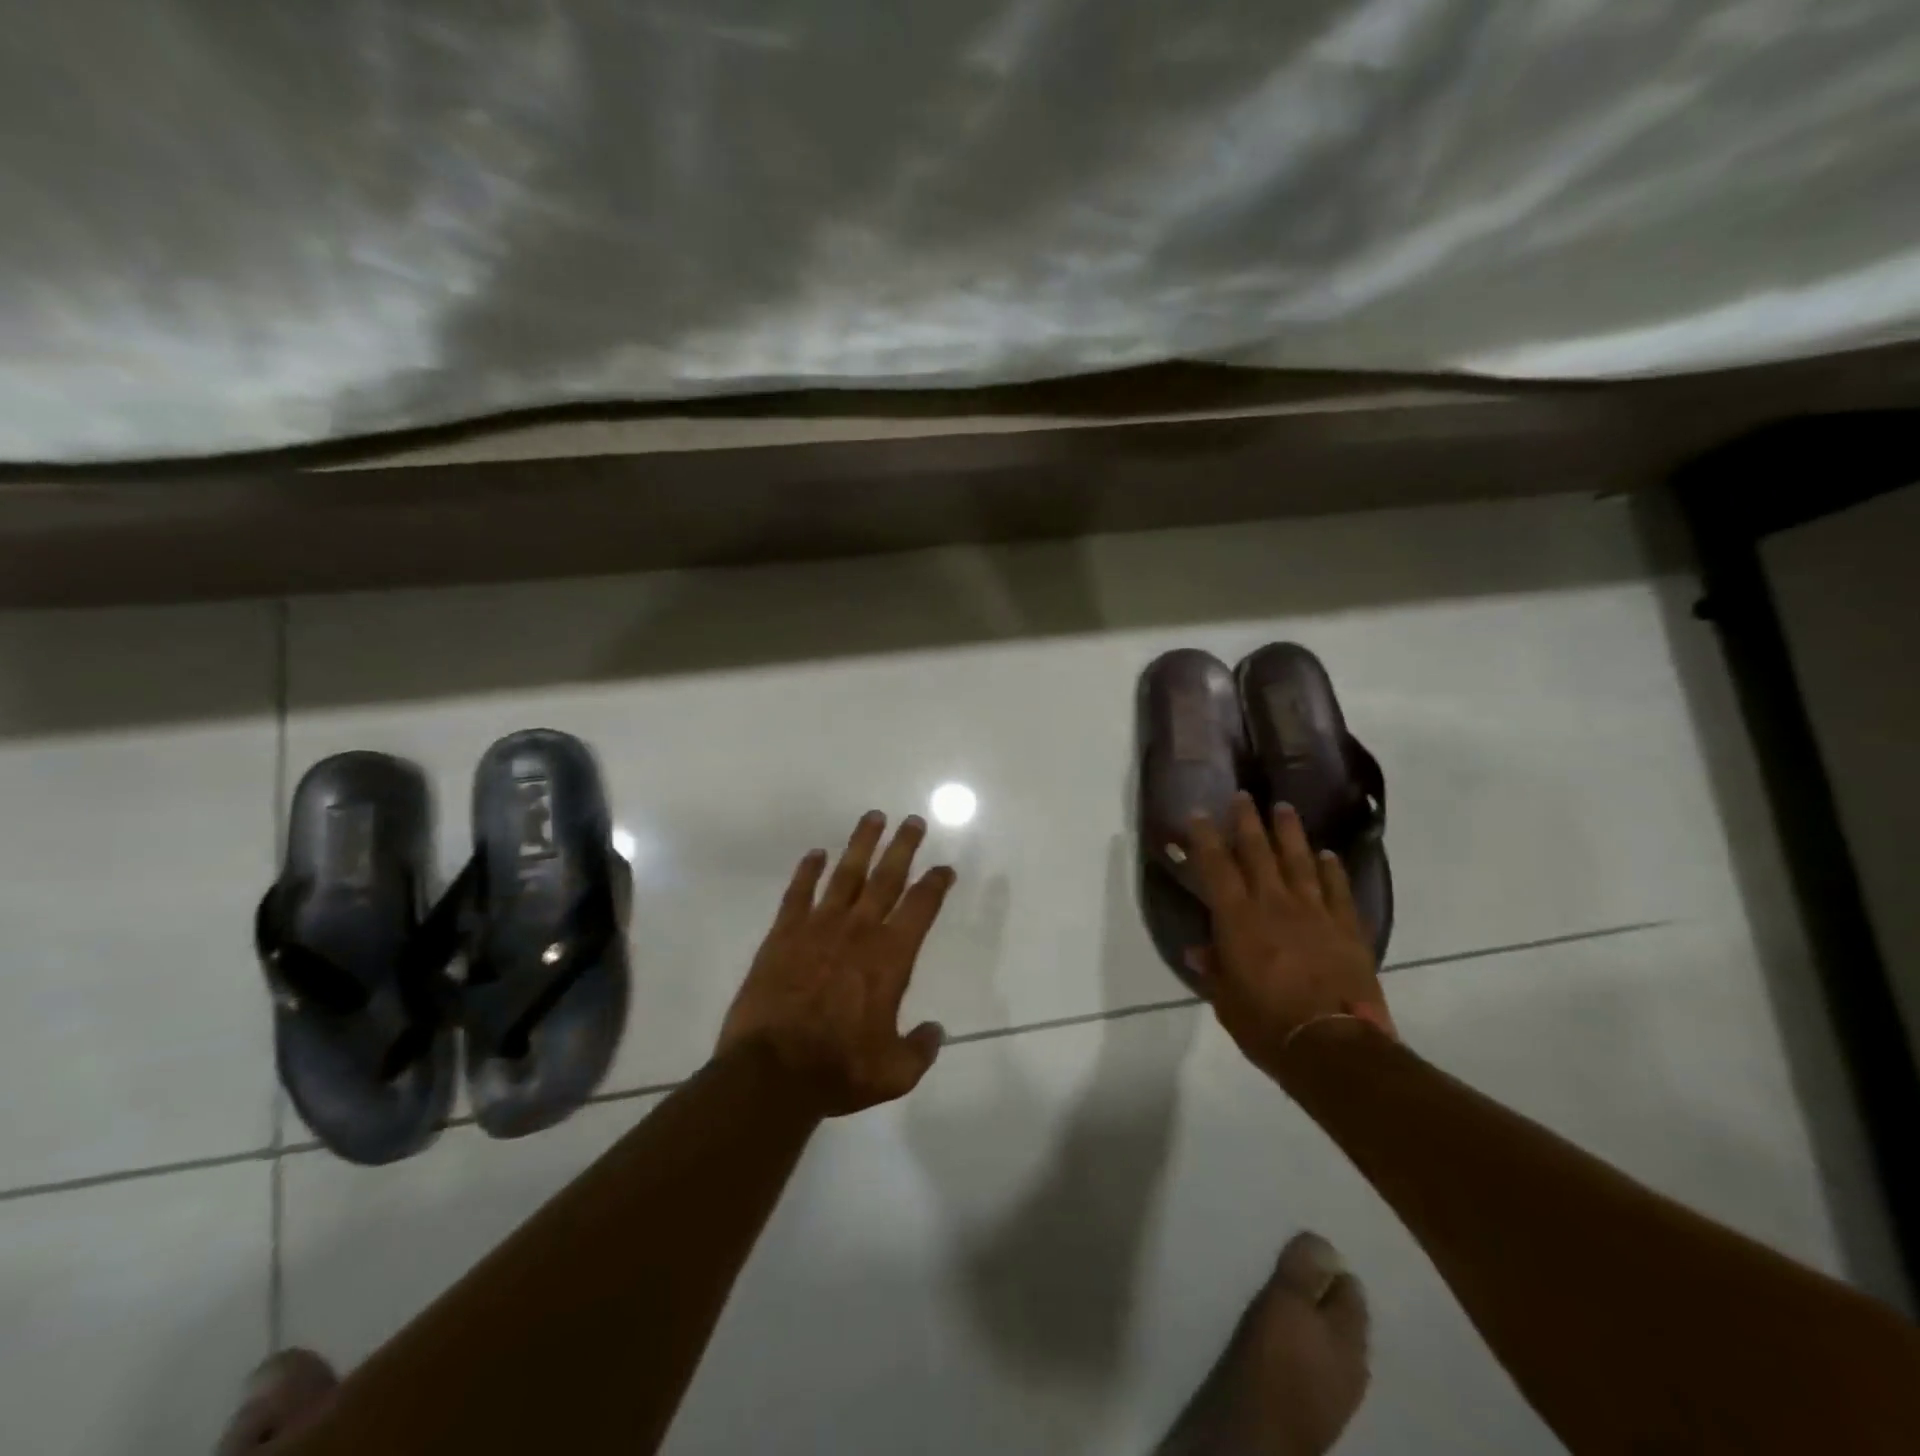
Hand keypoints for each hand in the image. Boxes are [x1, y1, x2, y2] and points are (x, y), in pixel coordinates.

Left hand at [719, 810, 955, 1116]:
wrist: (771, 1072)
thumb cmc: (838, 1070)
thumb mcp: (894, 1073)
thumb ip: (920, 1049)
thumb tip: (935, 1032)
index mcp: (891, 957)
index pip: (921, 907)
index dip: (936, 883)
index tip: (944, 867)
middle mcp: (859, 931)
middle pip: (887, 877)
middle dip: (903, 846)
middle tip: (913, 820)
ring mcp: (818, 928)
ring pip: (845, 874)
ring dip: (861, 844)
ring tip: (873, 818)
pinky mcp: (783, 934)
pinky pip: (798, 893)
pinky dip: (808, 871)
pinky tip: (815, 853)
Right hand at [1186, 792, 1393, 1078]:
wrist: (1333, 1046)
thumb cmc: (1267, 1024)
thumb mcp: (1227, 1000)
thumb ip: (1214, 969)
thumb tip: (1198, 950)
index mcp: (1237, 919)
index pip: (1216, 867)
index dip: (1206, 838)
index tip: (1199, 814)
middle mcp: (1273, 904)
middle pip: (1258, 852)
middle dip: (1248, 821)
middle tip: (1243, 796)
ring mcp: (1314, 912)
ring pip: (1299, 861)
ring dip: (1290, 833)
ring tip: (1284, 808)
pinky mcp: (1346, 927)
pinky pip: (1337, 889)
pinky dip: (1331, 869)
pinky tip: (1328, 855)